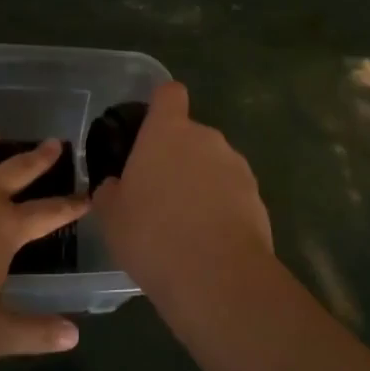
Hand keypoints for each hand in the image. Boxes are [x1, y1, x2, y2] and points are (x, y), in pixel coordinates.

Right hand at [93, 82, 272, 295]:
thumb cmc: (151, 234)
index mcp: (168, 132)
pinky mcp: (258, 198)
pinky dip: (222, 209)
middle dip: (178, 157)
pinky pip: (232, 194)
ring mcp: (238, 167)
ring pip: (213, 166)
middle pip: (191, 135)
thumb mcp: (111, 215)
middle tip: (159, 194)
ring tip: (185, 225)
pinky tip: (209, 242)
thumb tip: (116, 186)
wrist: (216, 277)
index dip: (161, 106)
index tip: (150, 129)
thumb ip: (111, 191)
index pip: (169, 93)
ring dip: (201, 184)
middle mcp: (206, 139)